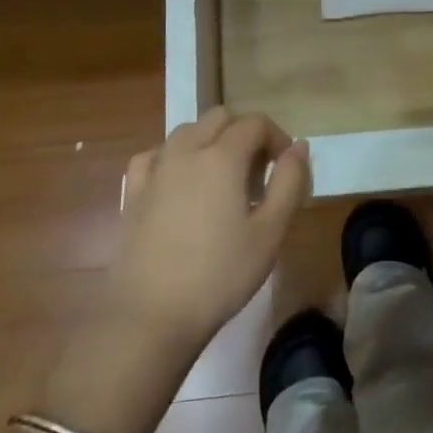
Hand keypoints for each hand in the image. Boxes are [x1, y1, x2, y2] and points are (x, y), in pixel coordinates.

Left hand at [106, 108, 310, 357]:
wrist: (150, 315)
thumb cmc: (219, 275)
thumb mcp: (270, 233)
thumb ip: (289, 183)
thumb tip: (298, 147)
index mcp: (222, 156)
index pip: (255, 123)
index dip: (277, 137)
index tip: (285, 167)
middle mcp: (186, 150)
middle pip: (219, 117)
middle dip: (244, 133)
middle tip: (257, 171)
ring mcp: (155, 168)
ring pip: (186, 131)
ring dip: (210, 140)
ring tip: (222, 179)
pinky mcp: (133, 191)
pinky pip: (156, 154)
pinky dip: (174, 157)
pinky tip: (180, 183)